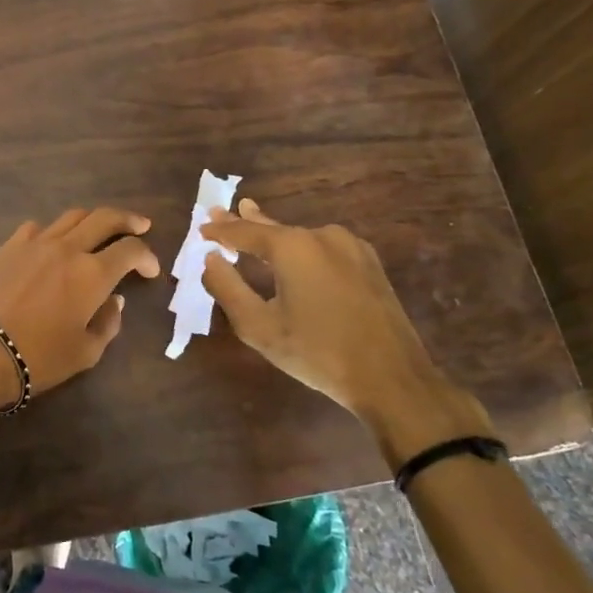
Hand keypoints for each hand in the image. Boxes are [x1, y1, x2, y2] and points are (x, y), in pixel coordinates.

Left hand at [0, 207, 160, 399]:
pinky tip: (51, 245)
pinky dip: (52, 232)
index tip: (150, 270)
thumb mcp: (86, 352)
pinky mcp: (8, 247)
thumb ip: (108, 323)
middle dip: (127, 220)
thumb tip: (114, 300)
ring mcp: (35, 243)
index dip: (146, 256)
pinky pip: (36, 228)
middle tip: (139, 225)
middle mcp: (67, 248)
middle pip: (104, 218)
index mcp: (93, 274)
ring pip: (71, 217)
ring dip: (91, 220)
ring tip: (97, 231)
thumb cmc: (40, 357)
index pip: (130, 250)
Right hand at [201, 198, 493, 459]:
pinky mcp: (369, 264)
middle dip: (246, 222)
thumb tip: (209, 260)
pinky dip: (301, 248)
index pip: (244, 231)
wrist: (392, 379)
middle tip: (221, 213)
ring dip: (275, 236)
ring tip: (255, 227)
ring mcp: (351, 247)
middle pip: (274, 227)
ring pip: (301, 237)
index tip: (200, 229)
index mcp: (292, 246)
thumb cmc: (317, 353)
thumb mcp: (258, 327)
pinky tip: (296, 255)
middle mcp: (322, 235)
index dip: (220, 231)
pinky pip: (323, 248)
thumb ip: (226, 288)